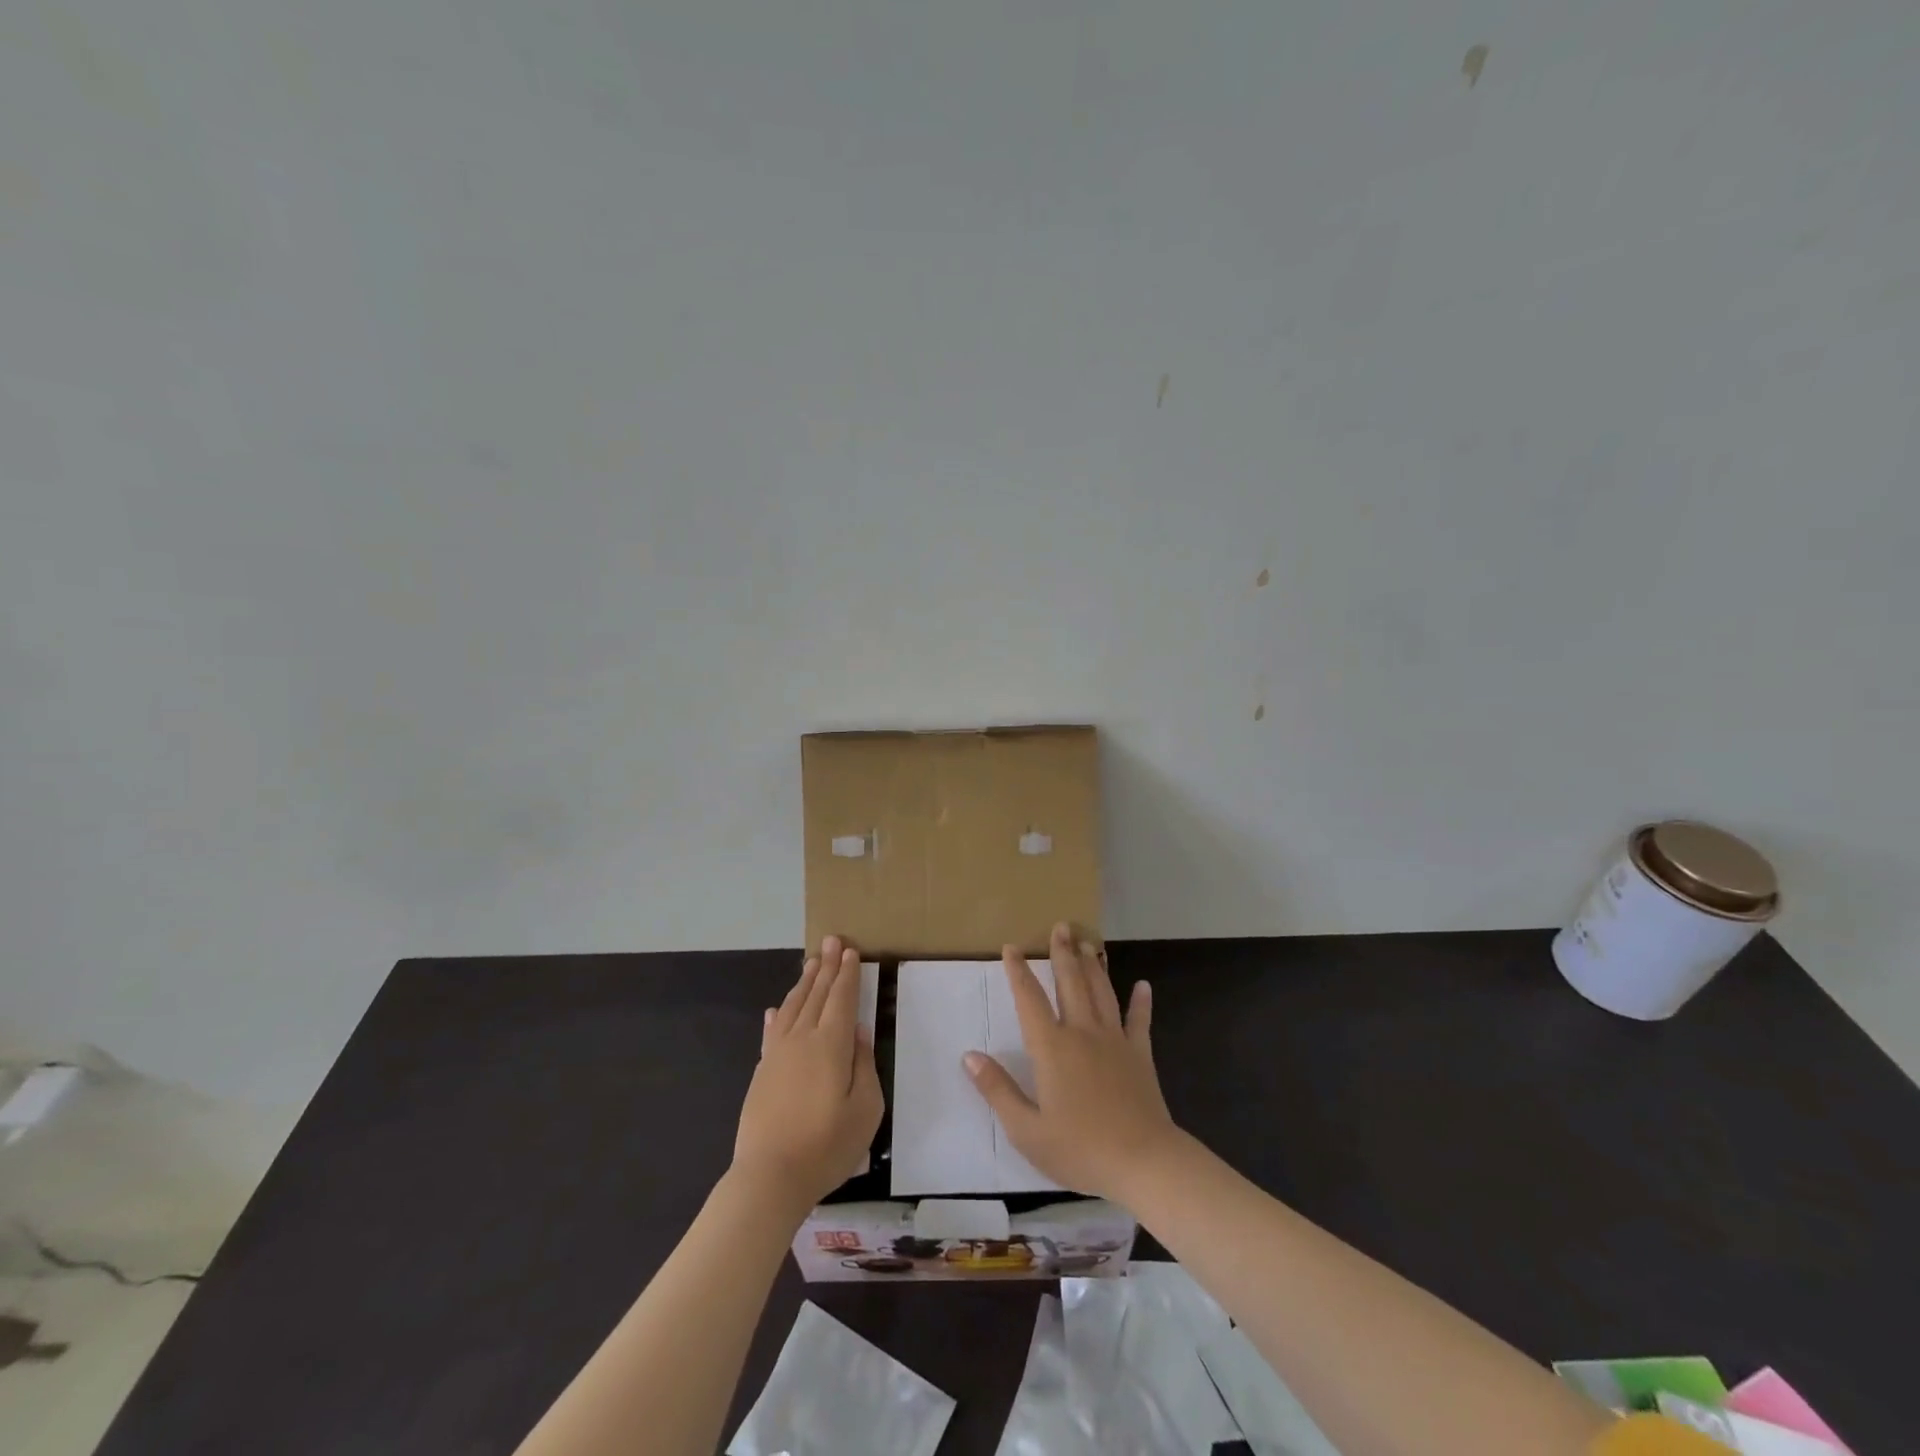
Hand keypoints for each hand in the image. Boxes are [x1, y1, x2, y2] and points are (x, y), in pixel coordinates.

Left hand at [732, 937, 883, 1216]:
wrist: (769, 1177)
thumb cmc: (826, 1146)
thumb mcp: (866, 1110)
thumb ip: (864, 1065)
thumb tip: (859, 1033)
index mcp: (831, 1044)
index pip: (842, 999)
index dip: (848, 974)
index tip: (851, 951)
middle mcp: (803, 1038)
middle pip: (817, 994)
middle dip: (827, 966)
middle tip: (832, 940)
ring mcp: (778, 1053)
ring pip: (793, 1006)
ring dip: (804, 982)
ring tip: (811, 962)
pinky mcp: (762, 1071)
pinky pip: (771, 1031)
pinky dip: (777, 1015)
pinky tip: (775, 1009)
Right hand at [963, 923, 1177, 1202]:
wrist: (1143, 1162)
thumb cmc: (1080, 1148)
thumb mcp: (1026, 1129)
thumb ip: (997, 1089)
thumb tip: (969, 1055)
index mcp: (1052, 1048)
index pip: (1030, 1000)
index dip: (1018, 972)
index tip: (1011, 947)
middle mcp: (1082, 1033)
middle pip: (1070, 983)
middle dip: (1063, 953)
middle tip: (1060, 926)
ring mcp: (1114, 1041)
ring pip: (1102, 993)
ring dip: (1093, 966)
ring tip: (1087, 942)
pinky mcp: (1140, 1055)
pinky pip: (1139, 1022)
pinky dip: (1141, 1003)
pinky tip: (1143, 986)